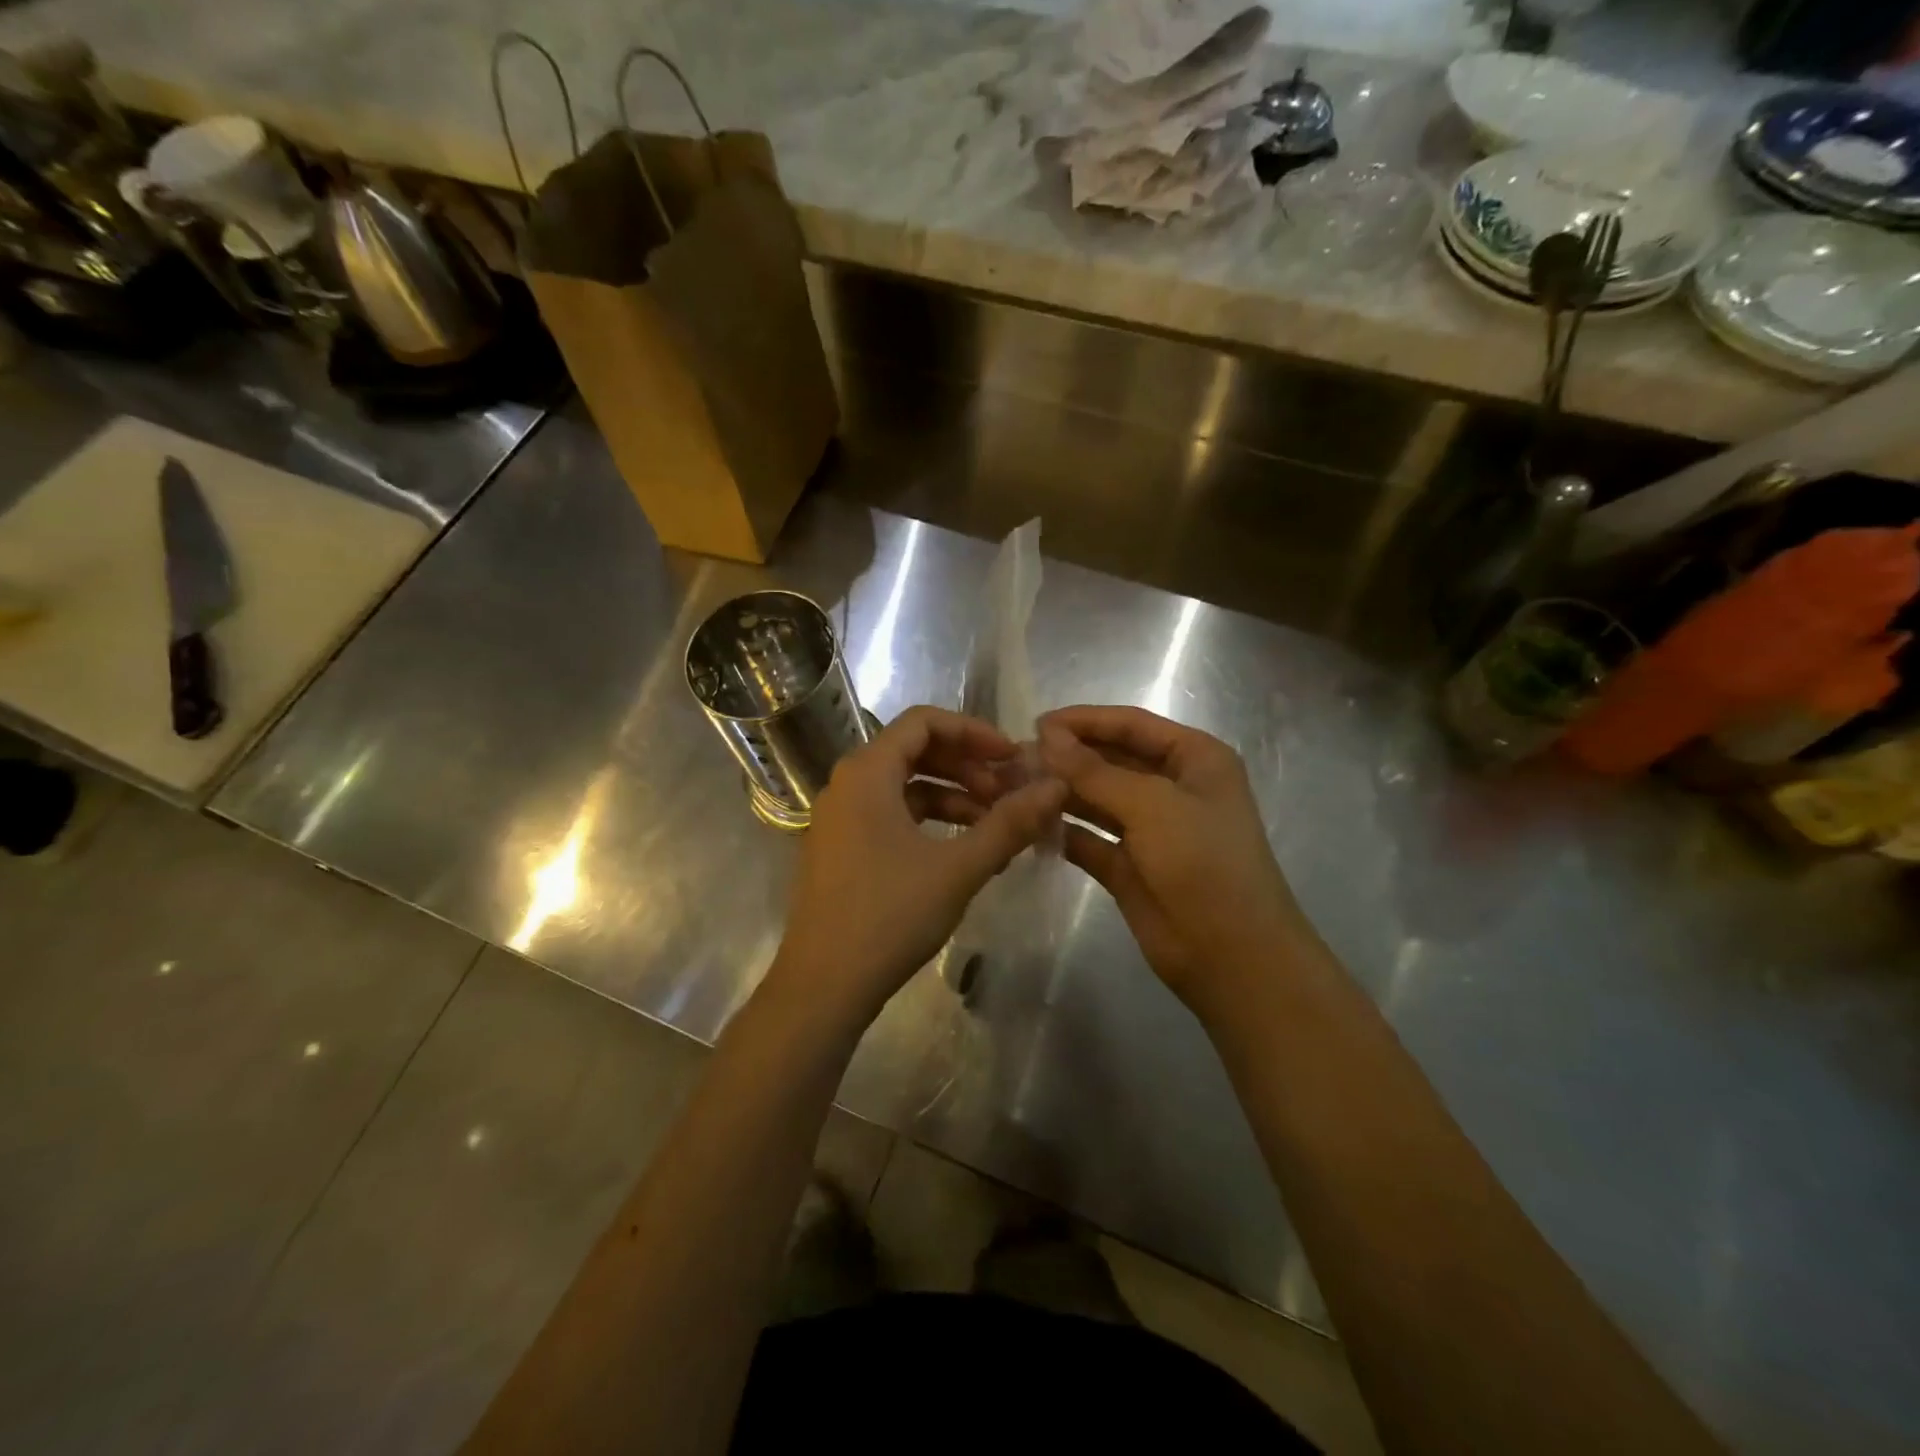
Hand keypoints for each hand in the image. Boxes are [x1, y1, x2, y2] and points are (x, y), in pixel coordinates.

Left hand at [767, 706, 1067, 1033]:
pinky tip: (965, 850)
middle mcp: (847, 784)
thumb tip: (1056, 786)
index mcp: (867, 772)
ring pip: (906, 787)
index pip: (924, 722)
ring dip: (954, 797)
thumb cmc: (889, 915)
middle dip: (968, 766)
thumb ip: (1010, 823)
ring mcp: (841, 818)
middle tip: (1010, 792)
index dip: (974, 732)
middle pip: (915, 751)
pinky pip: (892, 816)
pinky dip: (931, 823)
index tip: (1013, 757)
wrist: (823, 986)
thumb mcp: (958, 867)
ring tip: (997, 825)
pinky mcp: (843, 848)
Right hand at [1039, 705, 1310, 1021]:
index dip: (1084, 721)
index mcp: (1194, 759)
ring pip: (1096, 799)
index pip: (1131, 725)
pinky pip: (1089, 838)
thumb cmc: (1203, 863)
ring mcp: (1149, 829)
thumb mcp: (1151, 805)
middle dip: (1067, 757)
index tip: (1035, 724)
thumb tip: (1045, 737)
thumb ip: (1094, 771)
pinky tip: (1028, 824)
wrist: (1231, 955)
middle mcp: (1172, 787)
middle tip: (1015, 759)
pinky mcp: (1128, 866)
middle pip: (1111, 759)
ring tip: (1013, 787)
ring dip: (1060, 792)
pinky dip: (1062, 831)